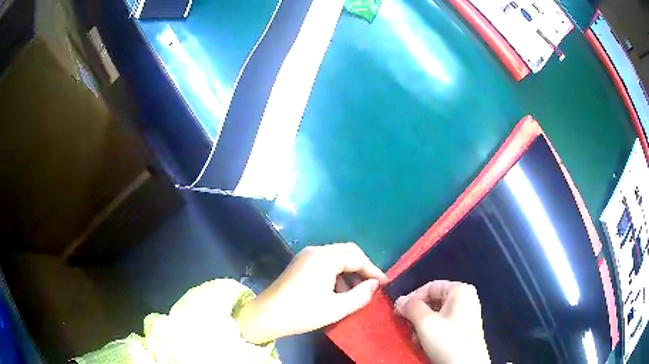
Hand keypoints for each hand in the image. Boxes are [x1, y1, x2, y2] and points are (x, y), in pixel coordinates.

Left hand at [238, 243, 387, 343]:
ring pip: (336, 256)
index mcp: (325, 258)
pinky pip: (325, 262)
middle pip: (348, 252)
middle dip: (363, 267)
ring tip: (356, 291)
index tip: (385, 283)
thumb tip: (375, 285)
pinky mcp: (300, 263)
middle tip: (373, 284)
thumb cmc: (302, 312)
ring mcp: (306, 256)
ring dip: (349, 270)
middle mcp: (316, 250)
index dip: (374, 271)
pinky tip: (338, 290)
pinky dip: (337, 272)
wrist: (266, 315)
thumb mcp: (336, 308)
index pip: (357, 259)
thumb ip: (361, 295)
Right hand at [394, 281, 490, 363]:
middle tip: (407, 327)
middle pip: (433, 300)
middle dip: (417, 314)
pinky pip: (443, 323)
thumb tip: (400, 301)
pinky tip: (425, 343)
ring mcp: (466, 313)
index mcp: (460, 290)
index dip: (412, 298)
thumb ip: (411, 307)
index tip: (398, 312)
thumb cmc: (447, 341)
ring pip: (436, 313)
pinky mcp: (463, 328)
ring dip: (422, 325)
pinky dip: (431, 331)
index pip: (430, 286)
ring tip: (416, 338)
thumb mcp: (426, 323)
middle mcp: (465, 298)